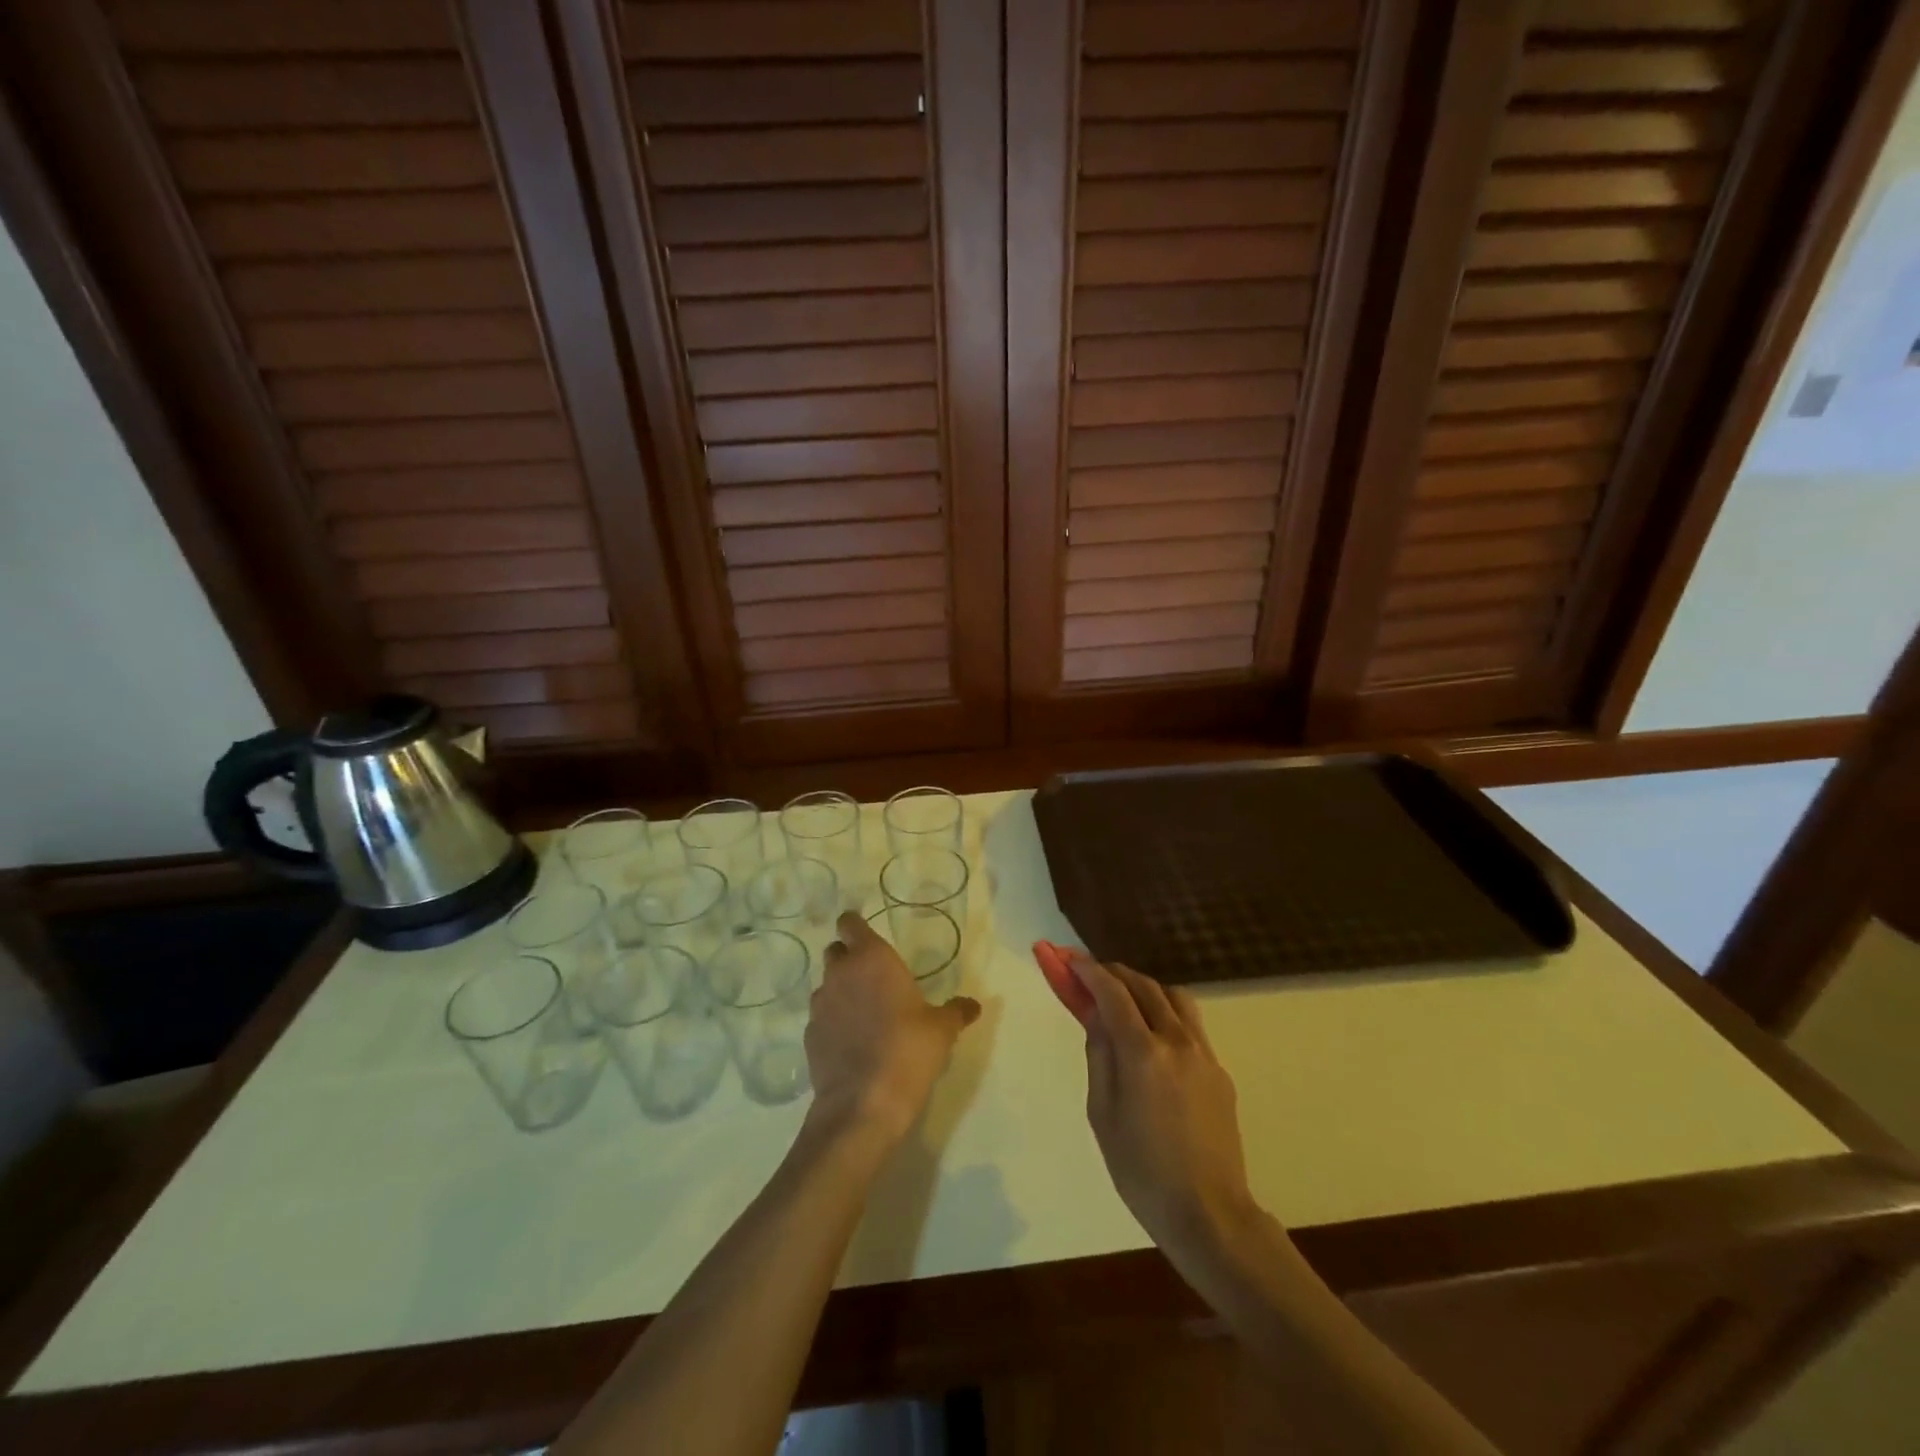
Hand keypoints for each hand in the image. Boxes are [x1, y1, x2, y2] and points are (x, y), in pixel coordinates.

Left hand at [807, 911, 980, 1145]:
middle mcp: (841, 973)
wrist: (863, 1104)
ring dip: (840, 990)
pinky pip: (821, 1017)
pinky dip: (833, 1021)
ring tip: (863, 1012)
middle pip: (835, 951)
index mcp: (872, 959)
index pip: (851, 924)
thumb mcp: (942, 1030)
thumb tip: (973, 1005)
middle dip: (849, 957)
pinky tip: (850, 1041)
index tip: (866, 935)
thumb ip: (956, 1011)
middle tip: (872, 976)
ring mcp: (820, 1005)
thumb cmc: (908, 1051)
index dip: (856, 925)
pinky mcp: (809, 1035)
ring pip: (826, 984)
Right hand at [1069, 952, 1263, 1263]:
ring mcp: (1204, 1053)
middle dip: (1112, 973)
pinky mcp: (1219, 1070)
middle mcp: (1176, 1040)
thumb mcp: (1102, 1113)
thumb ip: (1099, 1055)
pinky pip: (1190, 1024)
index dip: (1087, 970)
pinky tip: (1152, 1035)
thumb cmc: (1141, 1171)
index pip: (1112, 992)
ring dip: (1143, 987)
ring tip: (1122, 999)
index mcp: (1142, 1051)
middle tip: (1087, 974)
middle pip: (1143, 985)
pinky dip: (1165, 1012)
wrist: (1209, 1213)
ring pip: (1173, 997)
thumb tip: (1095, 1017)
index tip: (1067, 958)